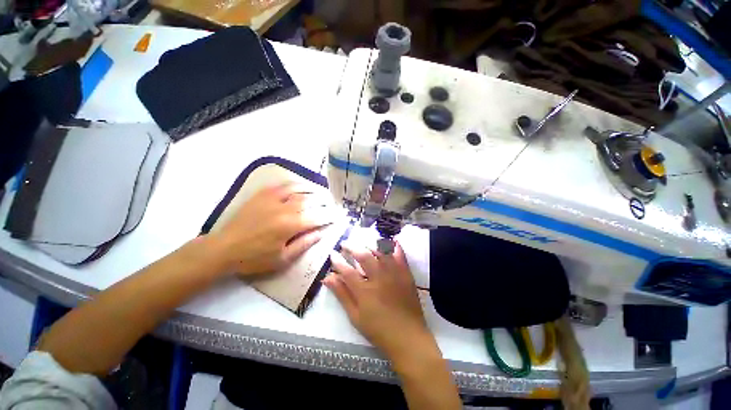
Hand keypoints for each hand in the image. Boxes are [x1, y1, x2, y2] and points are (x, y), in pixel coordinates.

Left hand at [210, 183, 332, 275]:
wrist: (224, 249)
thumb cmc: (254, 258)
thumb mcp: (282, 259)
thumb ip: (304, 244)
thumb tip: (321, 233)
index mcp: (291, 225)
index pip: (318, 217)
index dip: (331, 215)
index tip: (339, 215)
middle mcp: (285, 208)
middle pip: (311, 200)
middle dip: (325, 202)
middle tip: (333, 204)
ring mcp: (273, 199)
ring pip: (299, 189)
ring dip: (314, 190)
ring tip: (322, 193)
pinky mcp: (262, 195)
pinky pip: (283, 185)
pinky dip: (296, 184)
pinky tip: (302, 186)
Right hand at [325, 242, 432, 361]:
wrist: (408, 337)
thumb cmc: (378, 330)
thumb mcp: (355, 316)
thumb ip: (342, 295)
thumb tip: (328, 278)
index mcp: (365, 290)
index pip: (347, 270)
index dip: (337, 261)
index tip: (332, 254)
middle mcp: (379, 277)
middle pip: (363, 256)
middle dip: (352, 247)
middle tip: (344, 243)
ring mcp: (394, 273)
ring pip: (380, 252)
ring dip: (369, 245)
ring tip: (362, 243)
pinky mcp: (405, 273)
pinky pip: (400, 255)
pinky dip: (394, 246)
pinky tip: (389, 240)